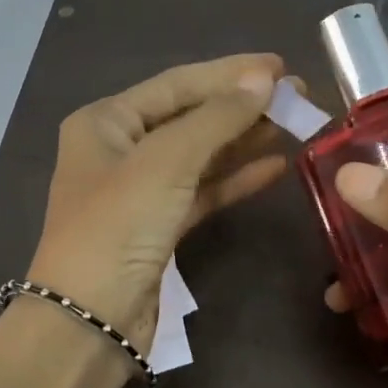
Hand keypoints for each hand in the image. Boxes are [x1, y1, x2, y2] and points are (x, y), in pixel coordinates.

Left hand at [27, 54, 286, 350]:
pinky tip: (275, 166)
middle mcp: (119, 149)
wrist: (90, 320)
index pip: (177, 84)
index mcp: (106, 121)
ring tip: (294, 125)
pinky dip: (235, 179)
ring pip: (200, 155)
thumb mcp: (166, 162)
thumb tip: (263, 79)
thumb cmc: (118, 227)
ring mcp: (140, 190)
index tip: (280, 66)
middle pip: (190, 117)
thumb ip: (216, 118)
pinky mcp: (159, 227)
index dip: (229, 72)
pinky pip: (202, 191)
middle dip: (242, 106)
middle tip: (298, 97)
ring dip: (243, 140)